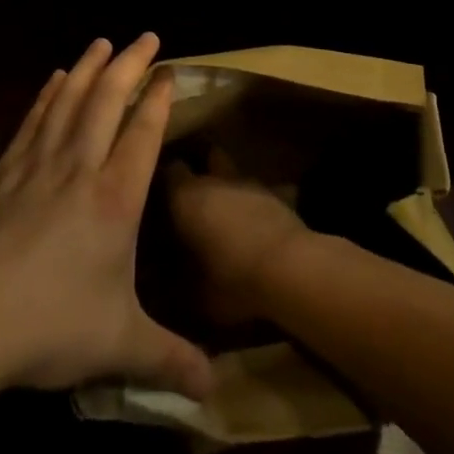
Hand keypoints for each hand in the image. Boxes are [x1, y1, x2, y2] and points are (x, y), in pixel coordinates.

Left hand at [0, 34, 211, 401]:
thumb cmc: (48, 327)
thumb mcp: (118, 345)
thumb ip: (169, 360)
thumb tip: (215, 391)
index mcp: (114, 201)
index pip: (142, 133)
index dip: (158, 98)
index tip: (169, 71)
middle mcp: (78, 170)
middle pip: (107, 102)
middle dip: (129, 65)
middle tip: (146, 36)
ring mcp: (36, 166)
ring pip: (69, 101)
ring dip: (89, 68)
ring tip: (102, 43)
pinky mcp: (1, 174)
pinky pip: (32, 121)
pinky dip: (47, 94)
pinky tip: (53, 79)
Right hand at [166, 151, 311, 323]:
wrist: (290, 269)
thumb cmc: (231, 279)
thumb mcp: (194, 294)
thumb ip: (177, 282)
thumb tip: (169, 281)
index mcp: (185, 196)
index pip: (169, 170)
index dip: (166, 181)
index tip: (162, 198)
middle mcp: (214, 180)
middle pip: (205, 159)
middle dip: (200, 173)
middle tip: (194, 199)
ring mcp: (249, 184)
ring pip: (233, 174)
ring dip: (228, 188)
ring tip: (225, 214)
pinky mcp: (277, 196)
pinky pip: (256, 193)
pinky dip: (251, 205)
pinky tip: (252, 227)